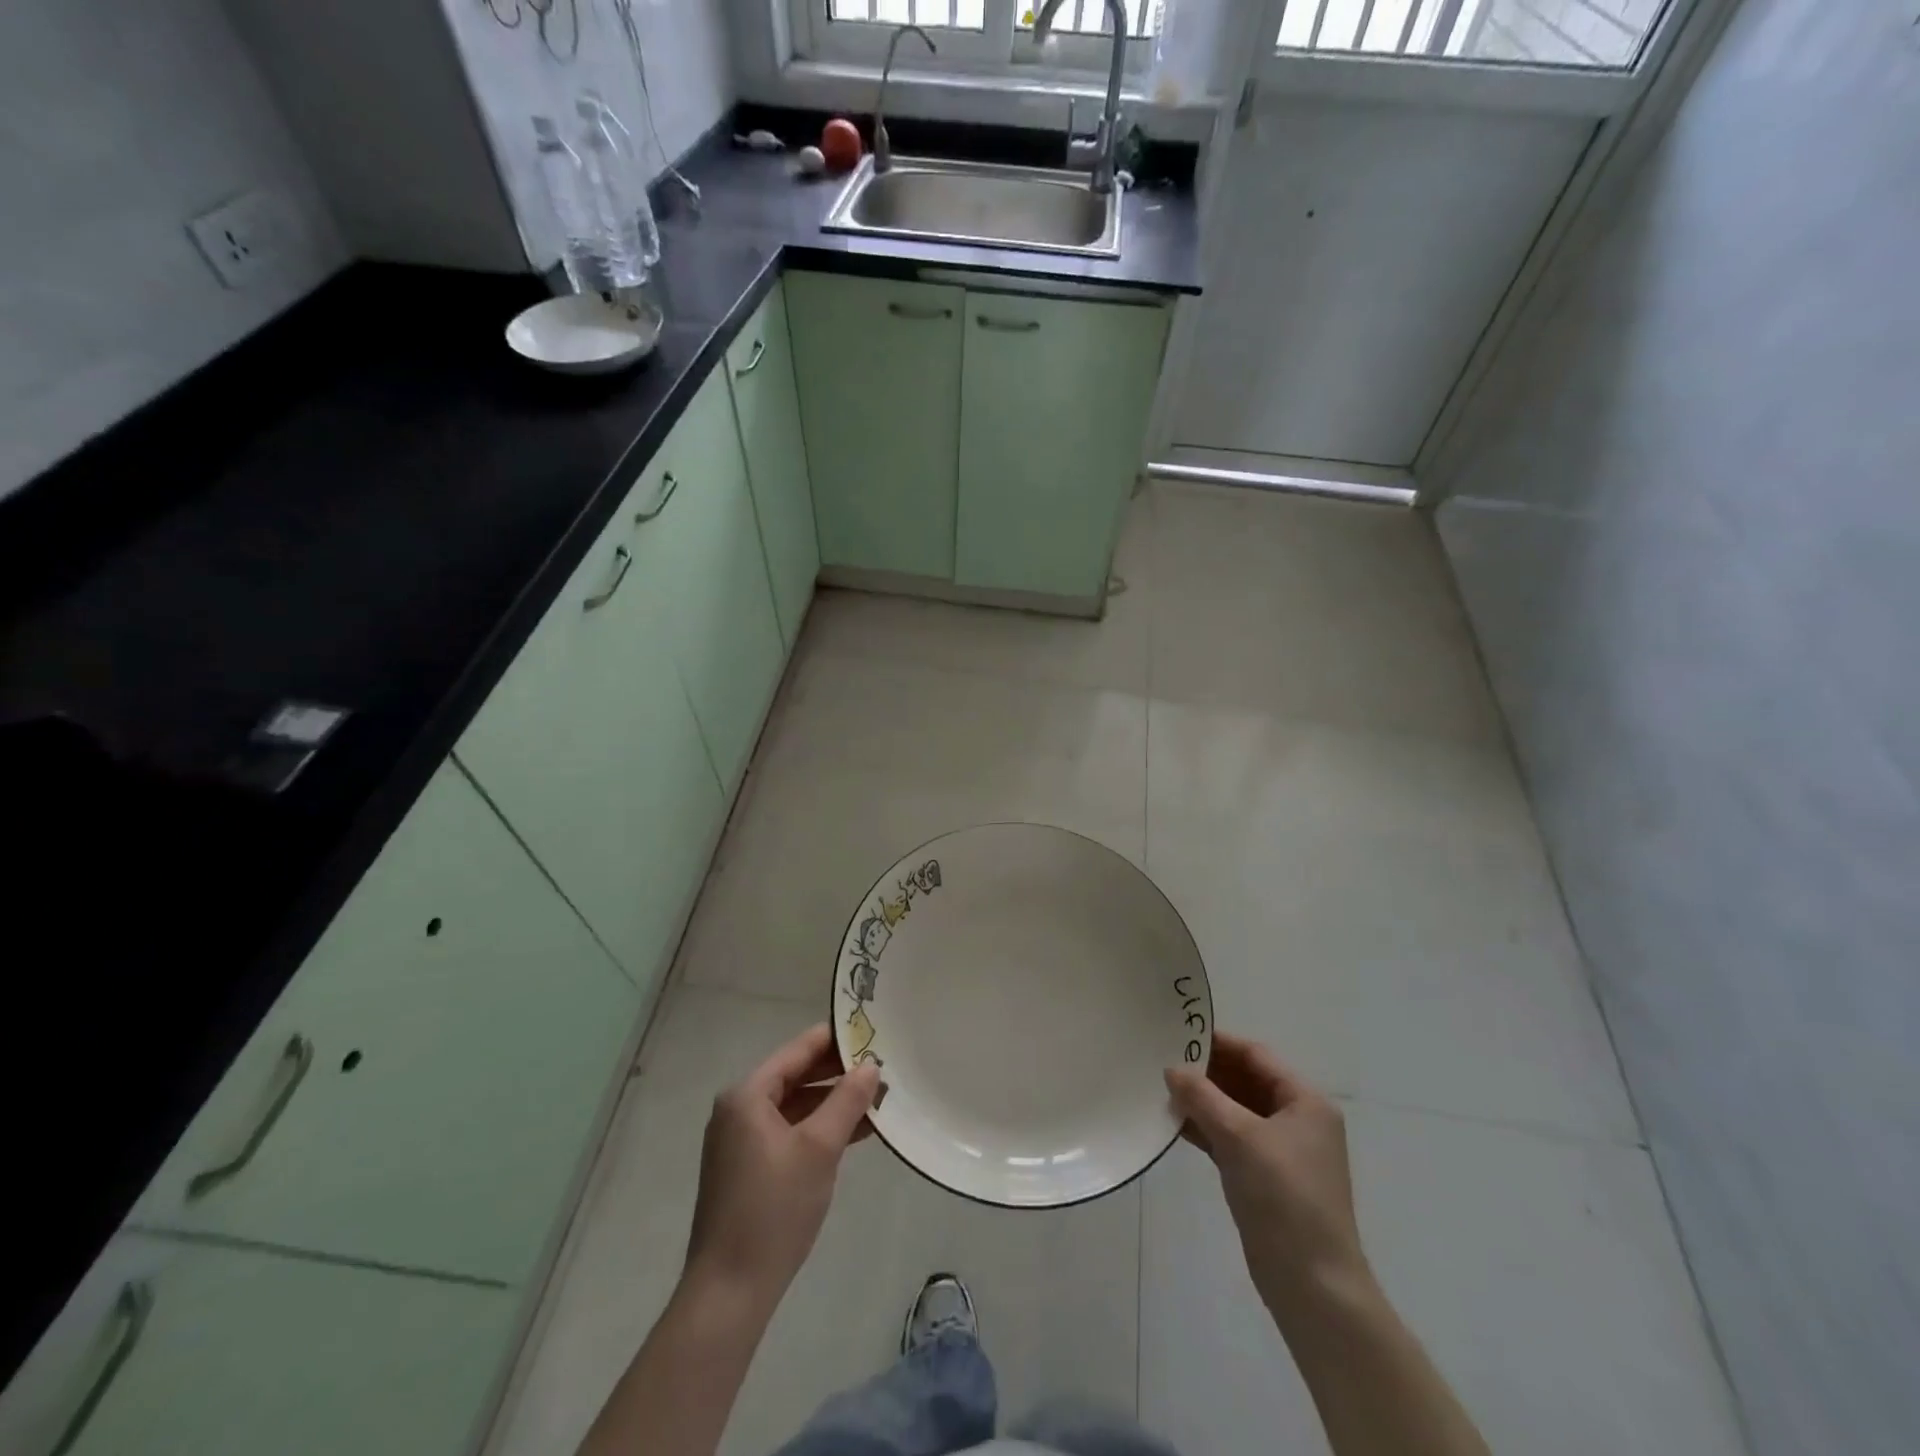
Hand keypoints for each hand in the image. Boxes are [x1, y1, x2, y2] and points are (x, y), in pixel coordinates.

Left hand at [684, 1024, 879, 1308]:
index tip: (873, 1030)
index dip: (836, 1039)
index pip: (798, 1050)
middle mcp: (739, 1109)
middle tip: (883, 1066)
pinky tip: (856, 1132)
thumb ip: (847, 1100)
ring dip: (833, 1103)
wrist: (729, 1292)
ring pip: (795, 1106)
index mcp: (747, 1095)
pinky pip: (789, 1131)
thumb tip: (870, 1065)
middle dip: (839, 1074)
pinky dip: (819, 1128)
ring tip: (879, 1099)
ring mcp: (741, 1140)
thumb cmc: (774, 1209)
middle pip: (796, 1076)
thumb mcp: (819, 1148)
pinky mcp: (748, 1168)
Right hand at [1165, 1033, 1368, 1325]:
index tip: (1179, 1034)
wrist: (1313, 1286)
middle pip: (1246, 1081)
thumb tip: (1173, 1069)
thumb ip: (1203, 1097)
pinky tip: (1175, 1124)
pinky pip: (1231, 1139)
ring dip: (1203, 1101)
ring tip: (1162, 1090)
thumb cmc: (1284, 1197)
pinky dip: (1206, 1129)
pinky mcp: (1265, 1177)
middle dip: (1207, 1073)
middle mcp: (1297, 1120)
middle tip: (1164, 1061)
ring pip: (1235, 1111)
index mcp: (1305, 1102)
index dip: (1219, 1043)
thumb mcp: (1240, 1137)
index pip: (1256, 1056)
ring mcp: (1282, 1151)